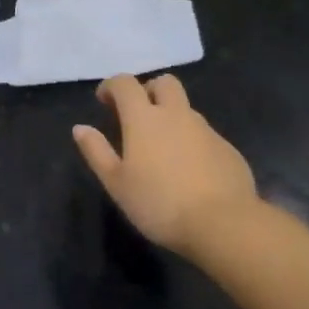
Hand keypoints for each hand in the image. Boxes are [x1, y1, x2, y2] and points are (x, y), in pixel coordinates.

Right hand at [72, 74, 258, 256]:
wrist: (224, 225)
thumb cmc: (160, 203)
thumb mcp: (117, 183)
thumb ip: (96, 152)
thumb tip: (80, 128)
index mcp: (144, 118)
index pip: (125, 83)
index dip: (112, 86)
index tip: (104, 101)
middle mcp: (176, 115)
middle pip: (164, 83)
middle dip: (149, 90)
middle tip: (139, 115)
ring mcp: (206, 130)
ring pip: (186, 109)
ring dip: (172, 117)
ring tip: (164, 149)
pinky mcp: (228, 150)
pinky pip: (205, 135)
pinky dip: (193, 142)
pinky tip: (191, 171)